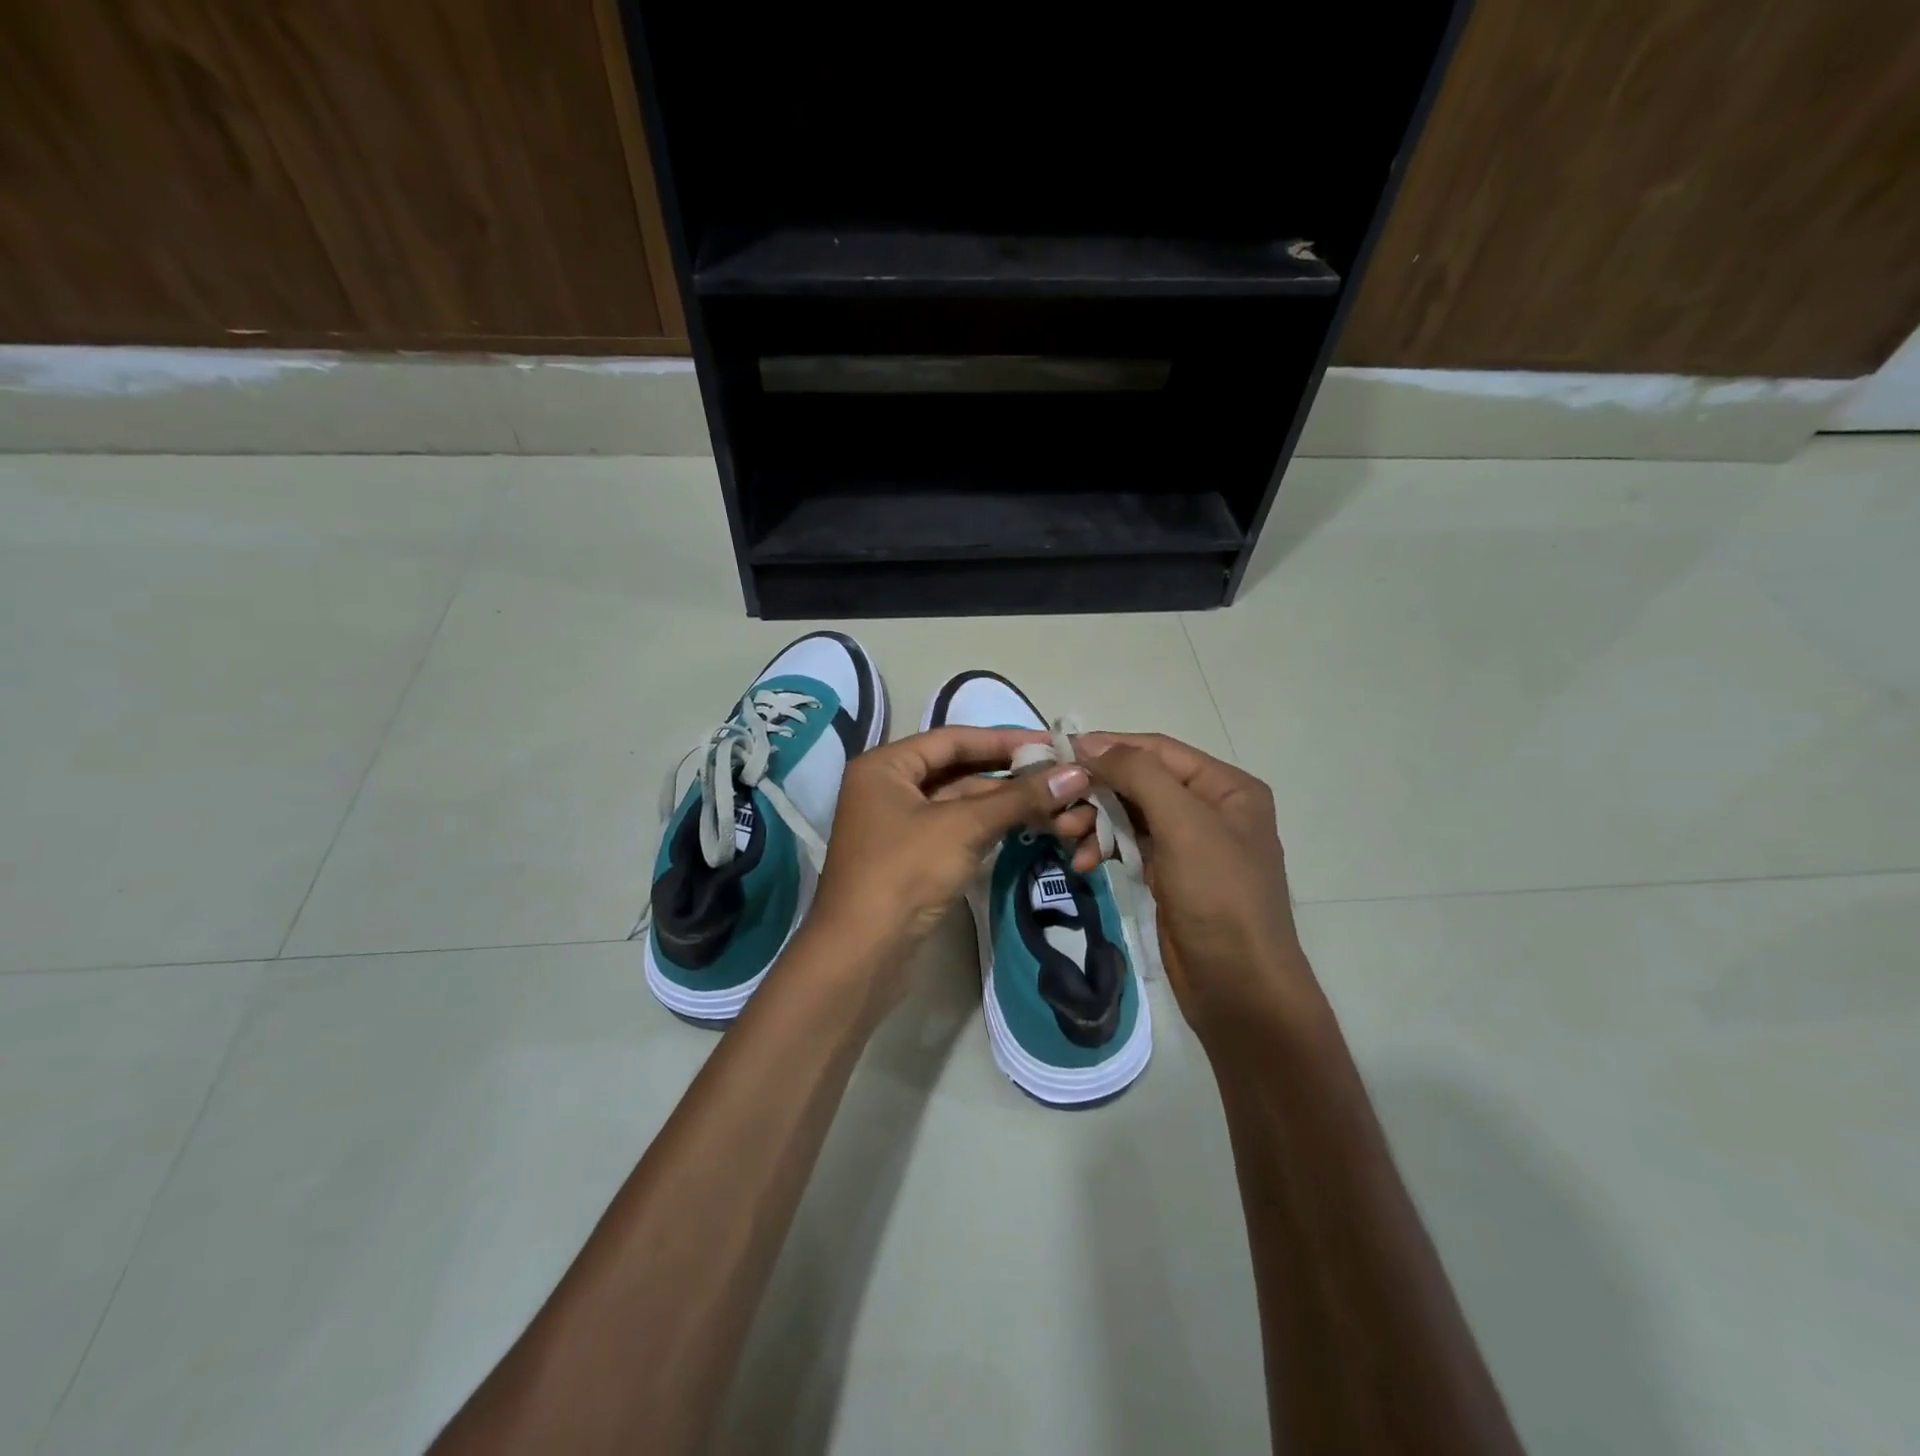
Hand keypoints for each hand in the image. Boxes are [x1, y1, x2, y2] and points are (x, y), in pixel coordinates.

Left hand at [802, 726, 1095, 987]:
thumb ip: (1019, 798)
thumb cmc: (905, 872)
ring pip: (957, 802)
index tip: (1050, 743)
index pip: (952, 739)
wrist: (863, 953)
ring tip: (1053, 799)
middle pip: (955, 770)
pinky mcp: (910, 858)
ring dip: (1001, 802)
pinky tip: (1024, 824)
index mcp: (885, 766)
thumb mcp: (963, 827)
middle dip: (1006, 773)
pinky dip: (986, 826)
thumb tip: (1075, 774)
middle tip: (1058, 773)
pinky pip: (954, 829)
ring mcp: (897, 825)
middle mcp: (887, 788)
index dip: (1003, 739)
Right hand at [1075, 733, 1321, 1038]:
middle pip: (1140, 782)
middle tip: (1057, 804)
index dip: (1109, 747)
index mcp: (1227, 787)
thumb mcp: (1184, 824)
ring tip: (1064, 835)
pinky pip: (1129, 846)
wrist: (1238, 987)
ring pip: (1130, 815)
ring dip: (1095, 821)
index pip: (1158, 750)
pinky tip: (1082, 863)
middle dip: (1097, 791)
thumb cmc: (1218, 896)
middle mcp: (1210, 808)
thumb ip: (1139, 775)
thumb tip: (1092, 744)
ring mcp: (1189, 843)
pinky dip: (1104, 849)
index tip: (1060, 752)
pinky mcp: (1170, 874)